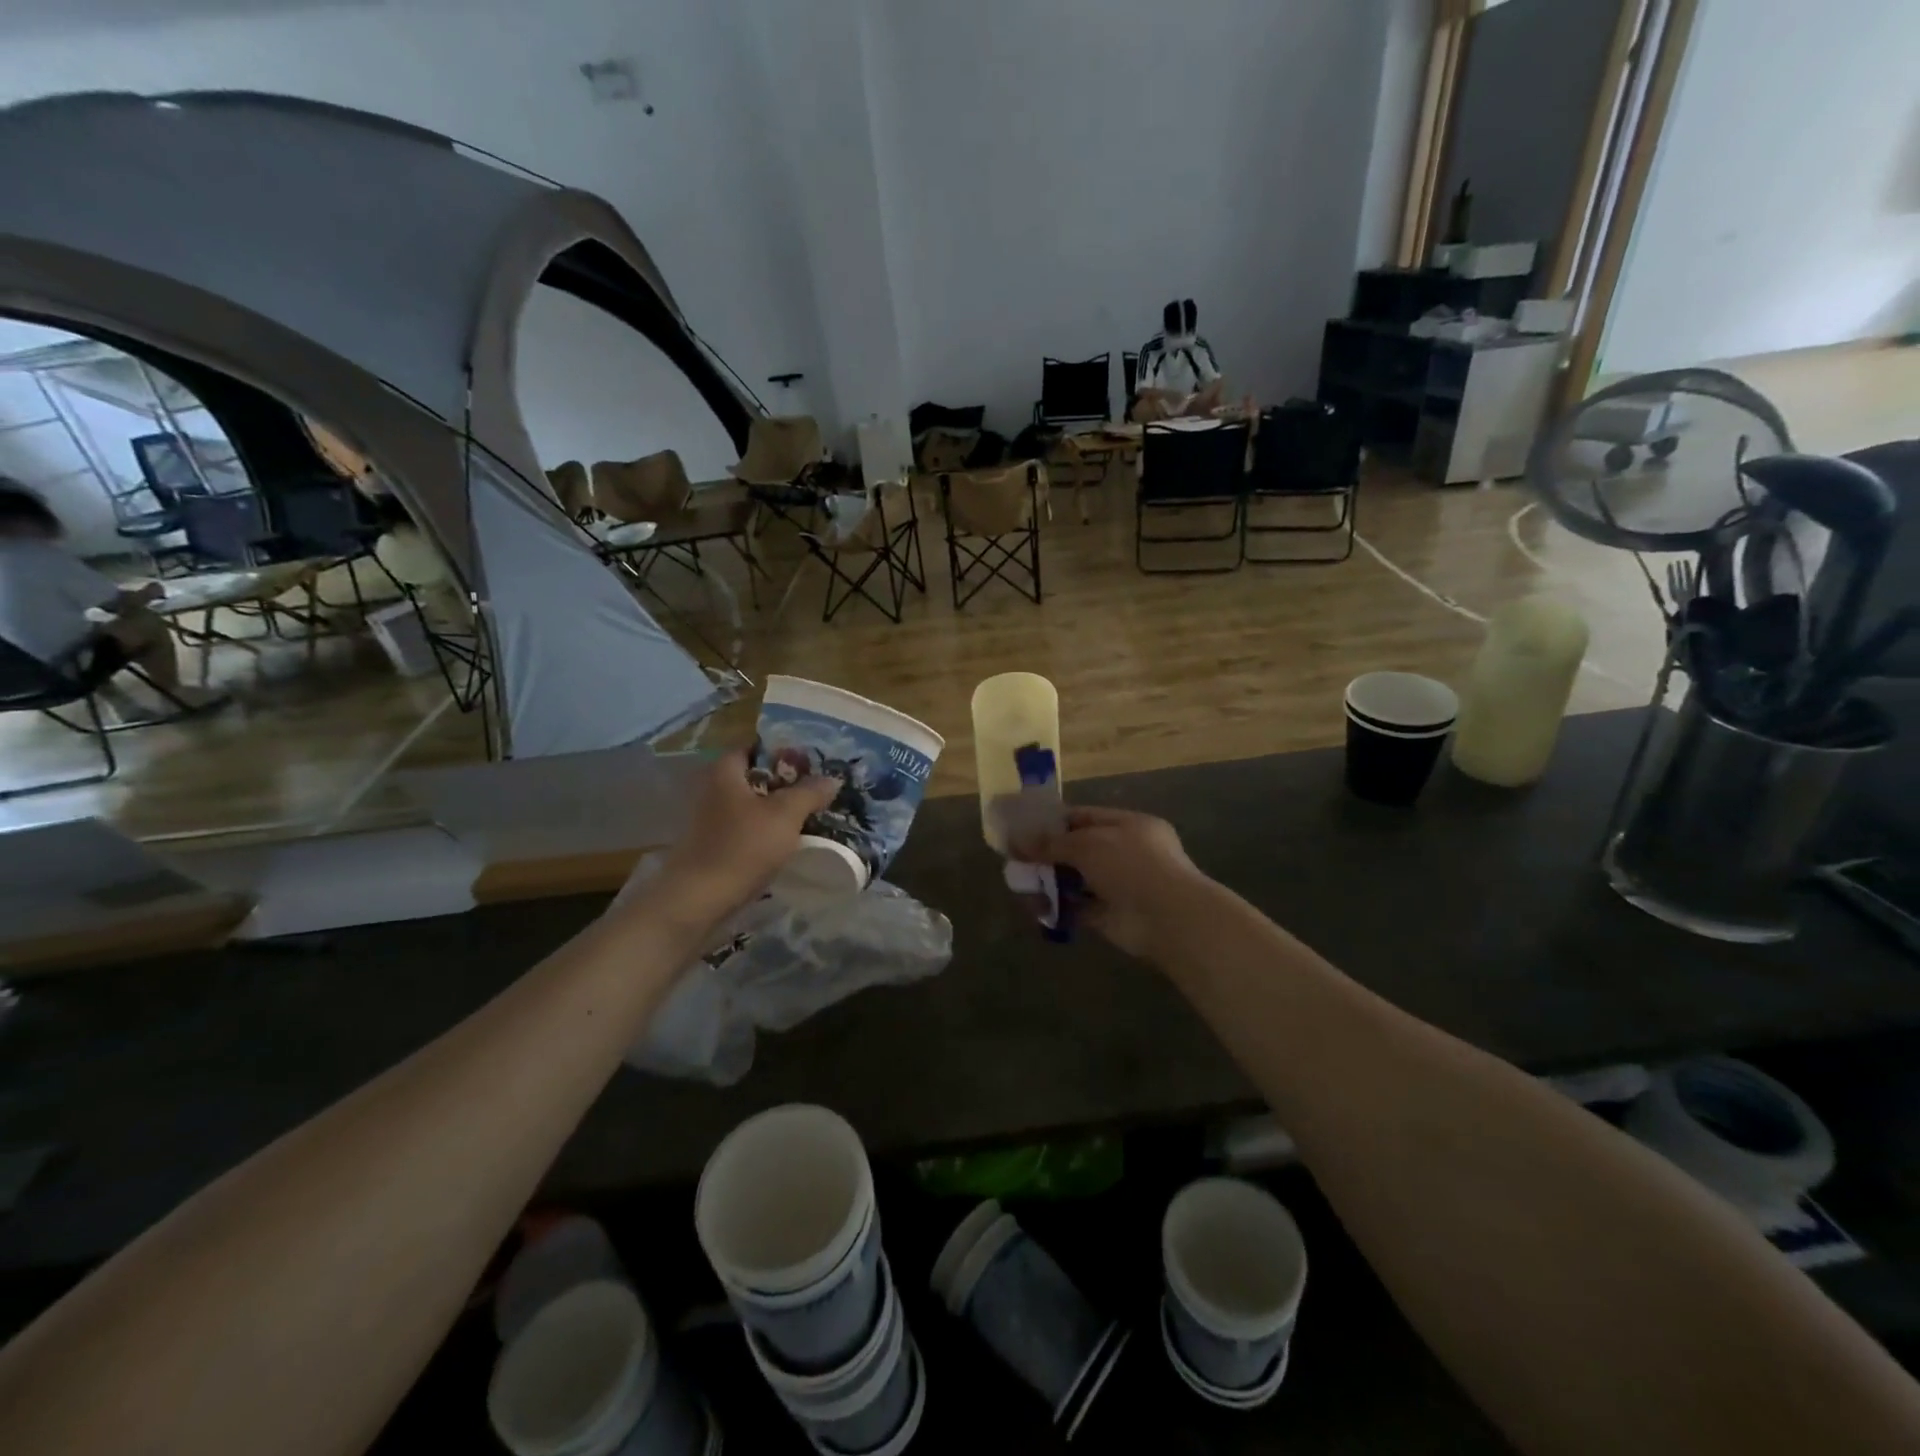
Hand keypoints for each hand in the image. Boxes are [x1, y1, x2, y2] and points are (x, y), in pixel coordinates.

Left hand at [625, 751, 839, 934]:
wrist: (699, 900)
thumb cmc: (742, 847)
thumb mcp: (785, 815)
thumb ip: (809, 792)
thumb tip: (831, 779)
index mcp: (725, 771)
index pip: (755, 747)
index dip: (783, 752)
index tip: (811, 765)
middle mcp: (713, 789)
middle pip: (754, 777)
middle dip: (785, 783)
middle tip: (816, 791)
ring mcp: (710, 819)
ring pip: (751, 805)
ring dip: (777, 810)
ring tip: (808, 817)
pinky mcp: (712, 845)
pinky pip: (745, 828)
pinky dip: (765, 831)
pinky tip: (786, 843)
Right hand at [1013, 806, 1212, 960]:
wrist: (1168, 918)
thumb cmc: (1132, 866)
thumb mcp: (1088, 844)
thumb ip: (1052, 843)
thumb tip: (1018, 841)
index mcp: (1128, 825)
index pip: (1085, 817)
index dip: (1054, 822)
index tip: (1023, 829)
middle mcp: (1125, 853)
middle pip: (1078, 850)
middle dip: (1048, 854)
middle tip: (1015, 858)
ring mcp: (1119, 886)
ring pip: (1076, 880)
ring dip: (1049, 881)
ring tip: (1019, 883)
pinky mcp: (1110, 917)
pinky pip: (1077, 908)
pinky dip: (1058, 908)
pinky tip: (1034, 907)